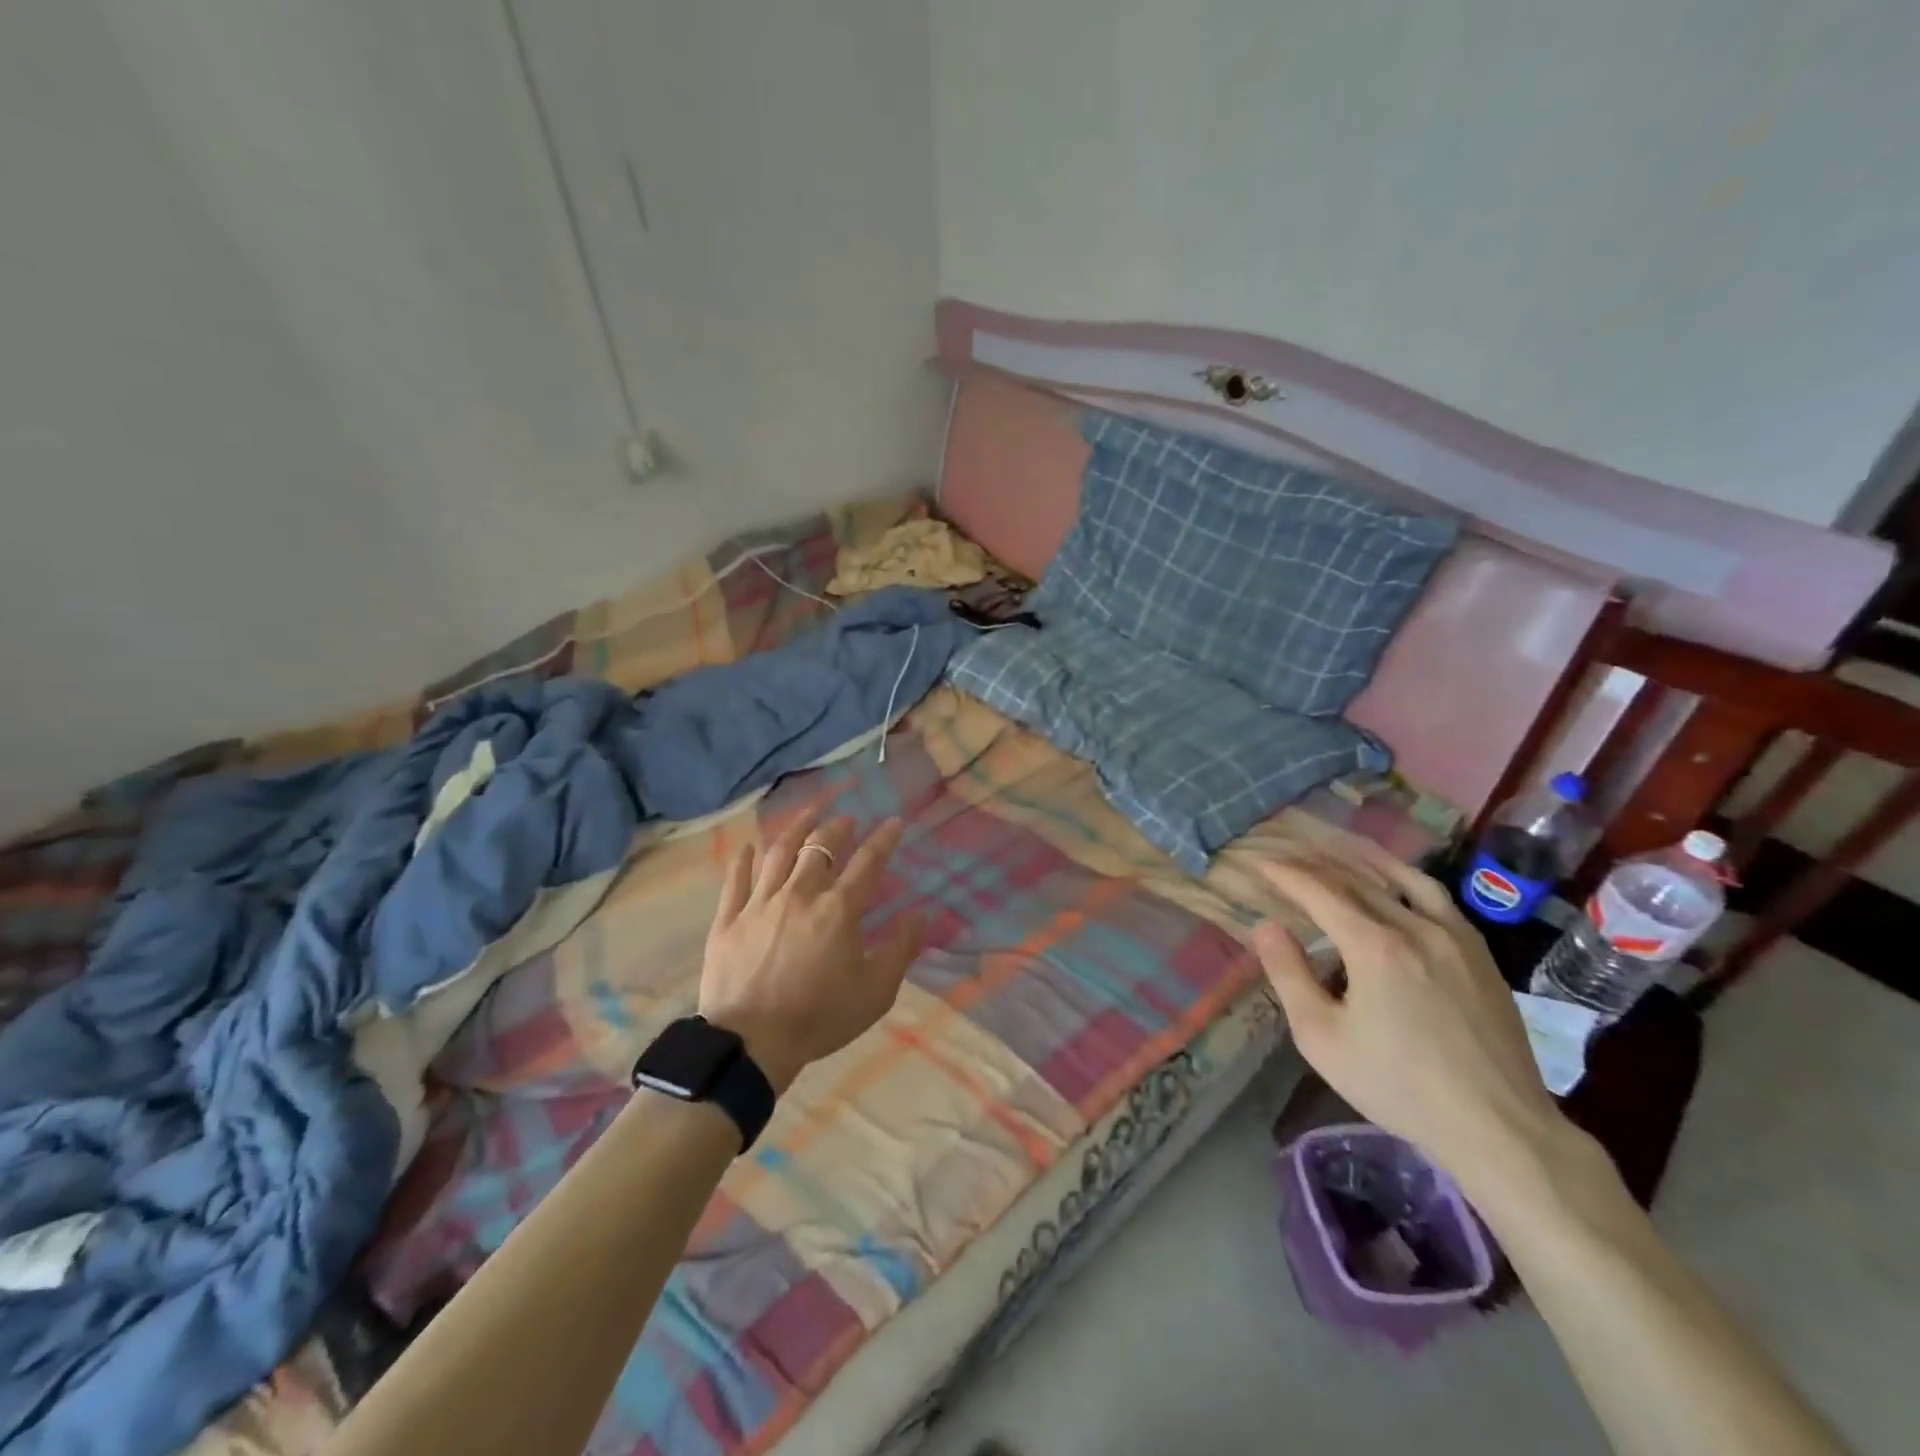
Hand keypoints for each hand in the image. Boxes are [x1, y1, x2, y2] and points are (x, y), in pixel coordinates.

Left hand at [698, 809, 923, 1093]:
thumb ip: (901, 949)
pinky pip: (736, 879)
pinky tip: (750, 846)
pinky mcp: (729, 918)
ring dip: (796, 828)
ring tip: (808, 815)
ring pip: (778, 852)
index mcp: (839, 909)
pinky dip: (744, 859)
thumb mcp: (876, 991)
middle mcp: (800, 893)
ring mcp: (760, 902)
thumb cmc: (820, 1017)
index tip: (893, 822)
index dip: (883, 839)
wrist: (751, 1042)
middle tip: (847, 819)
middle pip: (820, 847)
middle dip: (838, 827)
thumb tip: (920, 914)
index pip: (868, 862)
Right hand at [1252, 833, 1569, 1194]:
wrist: (1499, 1127)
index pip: (1320, 892)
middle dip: (1315, 863)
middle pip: (1357, 880)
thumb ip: (1289, 975)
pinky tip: (1397, 881)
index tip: (1260, 861)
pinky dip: (1406, 878)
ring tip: (1337, 846)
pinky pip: (1436, 897)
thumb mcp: (1322, 1038)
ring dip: (1363, 859)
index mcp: (1374, 947)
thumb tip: (1266, 925)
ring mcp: (1455, 937)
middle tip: (1286, 851)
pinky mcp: (1479, 953)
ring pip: (1401, 879)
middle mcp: (1415, 928)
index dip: (1285, 874)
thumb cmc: (1397, 1086)